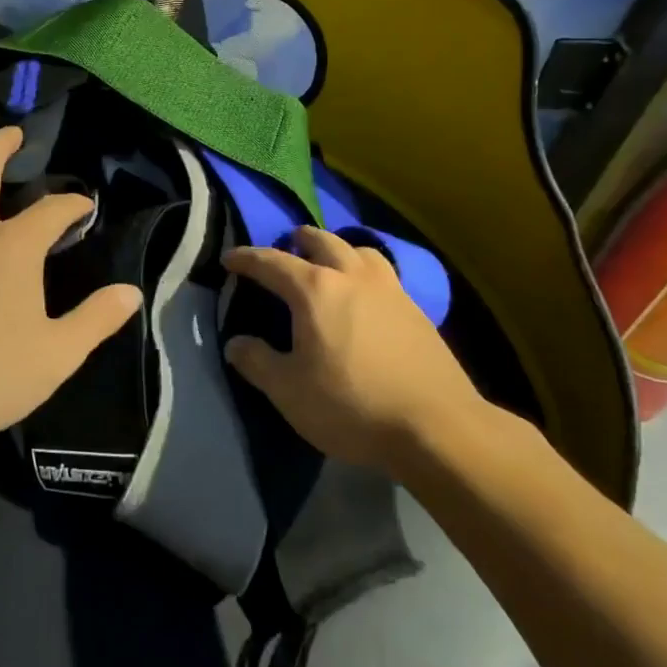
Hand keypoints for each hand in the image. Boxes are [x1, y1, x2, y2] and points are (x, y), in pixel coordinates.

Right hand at [223, 226, 490, 475]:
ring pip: (360, 250)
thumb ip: (257, 362)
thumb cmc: (352, 405)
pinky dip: (366, 271)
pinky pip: (384, 273)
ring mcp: (389, 290)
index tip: (229, 259)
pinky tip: (367, 296)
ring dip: (339, 249)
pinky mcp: (416, 310)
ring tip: (331, 263)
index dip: (246, 258)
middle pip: (322, 241)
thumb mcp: (289, 392)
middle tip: (287, 248)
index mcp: (315, 290)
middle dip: (299, 240)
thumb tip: (236, 343)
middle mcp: (352, 277)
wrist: (436, 426)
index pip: (271, 262)